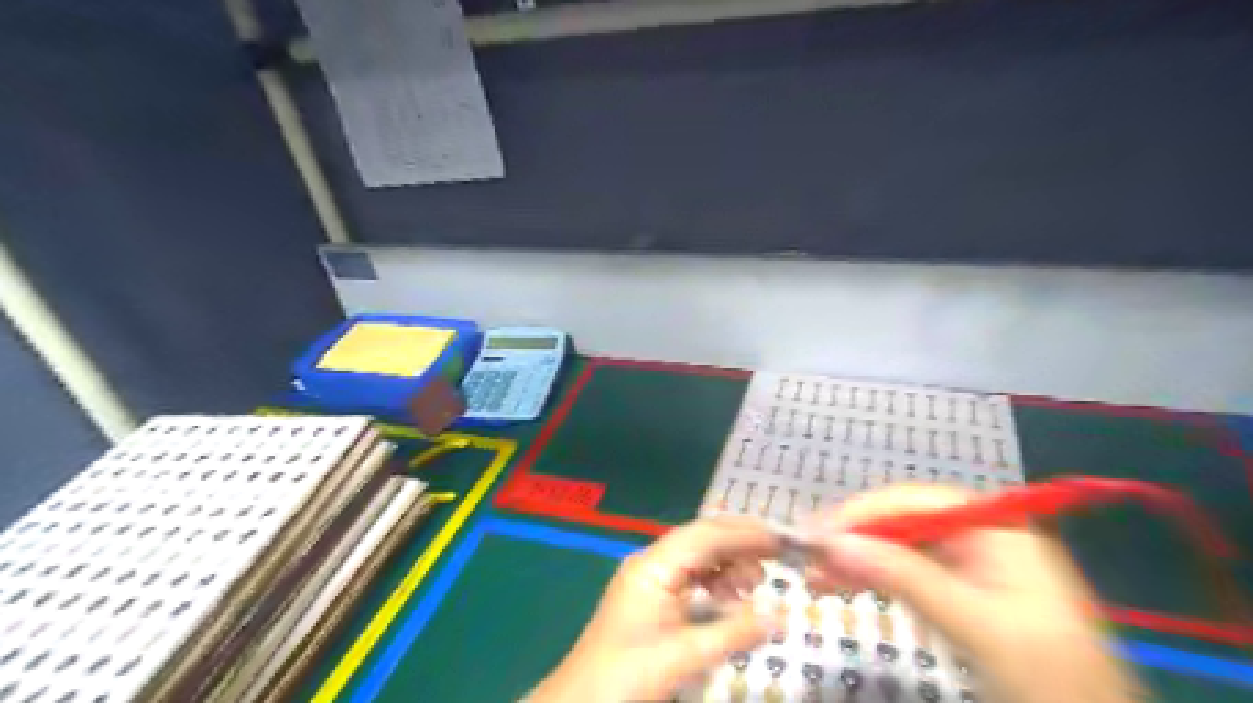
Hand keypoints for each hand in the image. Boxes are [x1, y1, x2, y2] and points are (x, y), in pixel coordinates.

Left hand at [531, 517, 780, 702]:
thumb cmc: (627, 676)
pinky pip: (689, 578)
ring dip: (728, 564)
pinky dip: (714, 583)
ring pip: (696, 557)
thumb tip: (780, 614)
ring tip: (755, 584)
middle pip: (701, 540)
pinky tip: (731, 598)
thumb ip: (733, 632)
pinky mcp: (651, 598)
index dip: (744, 534)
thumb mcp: (685, 656)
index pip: (705, 535)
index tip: (780, 540)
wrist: (581, 702)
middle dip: (739, 545)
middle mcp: (650, 563)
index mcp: (653, 565)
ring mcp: (649, 579)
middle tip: (776, 559)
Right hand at [803, 487, 1141, 702]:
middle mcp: (977, 535)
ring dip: (856, 559)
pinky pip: (906, 574)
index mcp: (992, 527)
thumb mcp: (976, 623)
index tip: (818, 534)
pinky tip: (842, 584)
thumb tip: (834, 544)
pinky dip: (874, 579)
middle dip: (854, 538)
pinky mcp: (960, 592)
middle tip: (807, 557)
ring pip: (898, 548)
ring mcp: (968, 565)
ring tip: (814, 576)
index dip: (861, 513)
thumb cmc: (1047, 674)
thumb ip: (906, 577)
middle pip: (900, 523)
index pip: (912, 501)